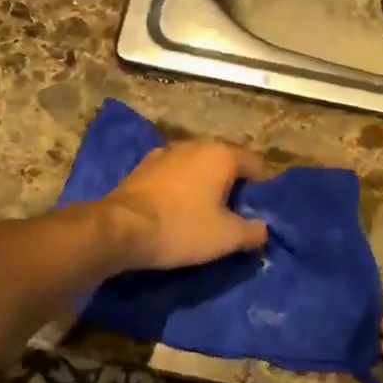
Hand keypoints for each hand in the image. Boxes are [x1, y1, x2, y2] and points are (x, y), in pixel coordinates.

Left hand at [104, 140, 269, 270]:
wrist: (119, 229)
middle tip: (232, 217)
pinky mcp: (142, 168)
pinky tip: (174, 212)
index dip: (261, 189)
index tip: (257, 212)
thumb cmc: (181, 227)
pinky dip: (179, 190)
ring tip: (202, 215)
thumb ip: (253, 231)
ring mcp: (165, 153)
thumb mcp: (226, 237)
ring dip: (202, 187)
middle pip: (224, 164)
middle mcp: (195, 145)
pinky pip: (173, 176)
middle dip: (230, 187)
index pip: (255, 164)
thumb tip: (263, 229)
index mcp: (221, 155)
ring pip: (196, 168)